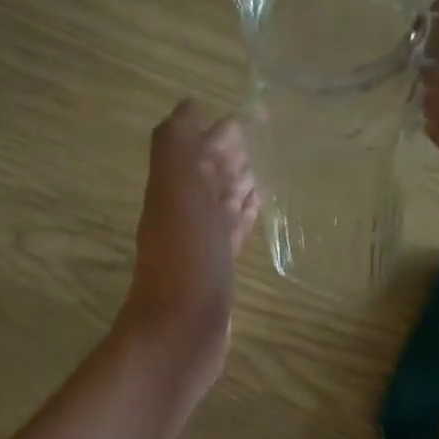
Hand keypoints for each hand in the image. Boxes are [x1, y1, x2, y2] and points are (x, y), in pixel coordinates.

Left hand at [119, 100, 260, 392]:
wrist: (181, 332)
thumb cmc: (185, 258)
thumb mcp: (176, 190)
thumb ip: (176, 146)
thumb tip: (188, 106)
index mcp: (173, 191)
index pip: (194, 153)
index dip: (215, 136)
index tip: (246, 119)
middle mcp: (184, 215)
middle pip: (208, 179)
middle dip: (230, 159)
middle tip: (262, 143)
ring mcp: (201, 248)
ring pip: (220, 208)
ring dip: (238, 189)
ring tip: (265, 174)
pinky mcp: (217, 275)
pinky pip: (231, 237)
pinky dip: (242, 220)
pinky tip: (256, 212)